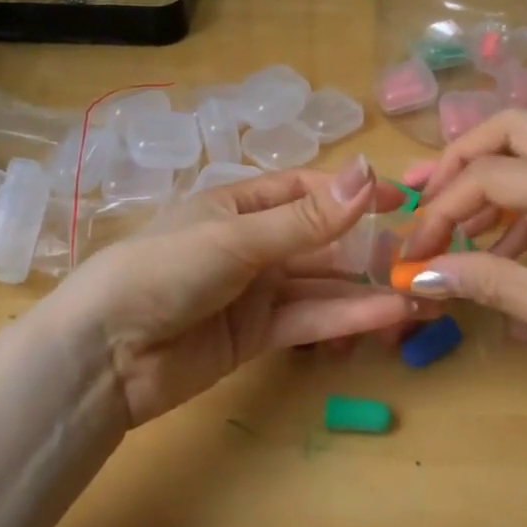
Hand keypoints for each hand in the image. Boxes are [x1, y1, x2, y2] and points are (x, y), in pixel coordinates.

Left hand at [56, 159, 423, 425]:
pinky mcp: (257, 336)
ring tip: (419, 289)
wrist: (105, 355)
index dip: (351, 192)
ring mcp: (256, 290)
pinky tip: (389, 315)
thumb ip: (307, 218)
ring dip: (366, 286)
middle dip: (367, 245)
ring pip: (321, 282)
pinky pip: (309, 319)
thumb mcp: (238, 238)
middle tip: (421, 253)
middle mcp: (251, 242)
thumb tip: (367, 172)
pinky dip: (347, 317)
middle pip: (320, 238)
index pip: (305, 189)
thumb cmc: (167, 269)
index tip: (399, 199)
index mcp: (239, 203)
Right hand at [399, 112, 526, 431]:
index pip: (493, 174)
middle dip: (461, 162)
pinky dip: (522, 218)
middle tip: (425, 197)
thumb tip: (419, 273)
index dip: (443, 208)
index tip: (413, 249)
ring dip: (490, 188)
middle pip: (513, 130)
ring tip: (455, 232)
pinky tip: (501, 263)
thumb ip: (487, 282)